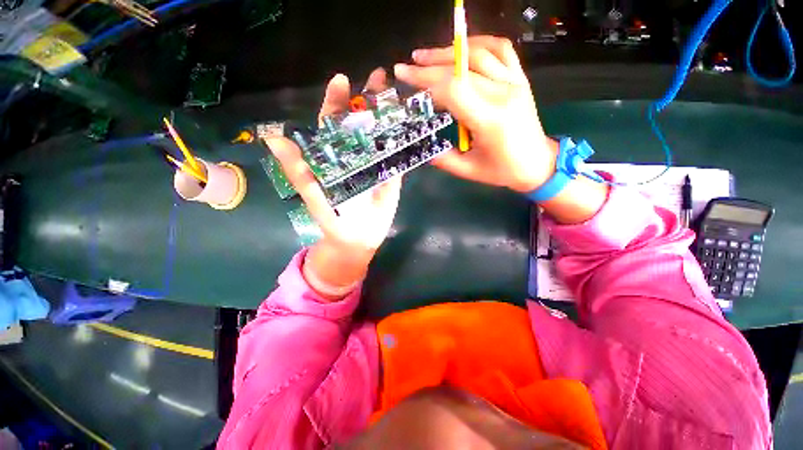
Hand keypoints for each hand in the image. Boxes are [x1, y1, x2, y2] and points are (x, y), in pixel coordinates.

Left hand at [265, 69, 401, 299]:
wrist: (358, 241)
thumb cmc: (334, 222)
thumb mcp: (313, 196)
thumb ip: (298, 171)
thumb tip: (274, 138)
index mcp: (334, 158)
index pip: (332, 126)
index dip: (335, 103)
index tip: (342, 80)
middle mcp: (355, 156)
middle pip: (360, 124)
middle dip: (368, 100)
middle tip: (380, 76)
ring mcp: (375, 165)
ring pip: (381, 136)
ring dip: (388, 116)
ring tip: (399, 96)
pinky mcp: (392, 177)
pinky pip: (397, 156)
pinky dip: (403, 141)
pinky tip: (411, 126)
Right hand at [394, 36, 556, 192]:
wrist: (538, 164)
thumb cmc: (503, 171)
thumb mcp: (469, 171)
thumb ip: (444, 159)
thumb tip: (424, 146)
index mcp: (489, 120)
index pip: (453, 89)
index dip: (425, 79)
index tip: (404, 76)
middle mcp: (503, 94)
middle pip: (461, 68)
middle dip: (429, 65)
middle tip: (408, 65)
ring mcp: (514, 82)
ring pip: (479, 53)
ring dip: (449, 51)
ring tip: (426, 55)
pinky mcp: (520, 78)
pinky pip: (501, 49)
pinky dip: (479, 42)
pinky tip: (462, 47)